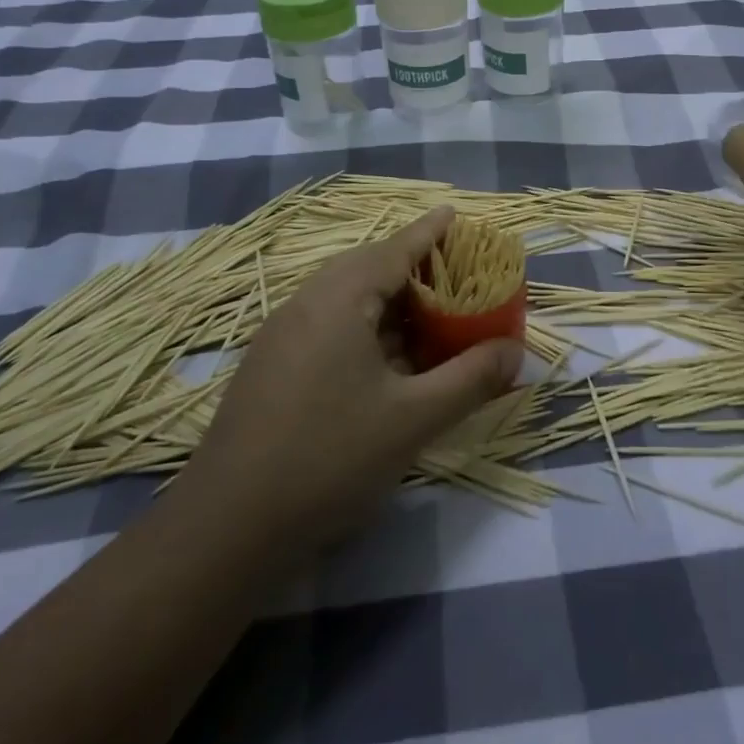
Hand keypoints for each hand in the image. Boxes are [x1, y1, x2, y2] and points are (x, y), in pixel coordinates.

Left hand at [174, 207, 523, 555]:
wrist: (227, 529)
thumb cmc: (329, 459)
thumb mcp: (414, 419)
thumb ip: (471, 378)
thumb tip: (517, 351)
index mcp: (338, 300)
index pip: (394, 249)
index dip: (429, 232)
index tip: (455, 213)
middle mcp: (306, 305)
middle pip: (368, 268)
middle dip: (413, 266)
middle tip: (455, 272)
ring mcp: (283, 337)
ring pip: (347, 300)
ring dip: (391, 302)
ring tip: (431, 313)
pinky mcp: (273, 368)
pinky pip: (330, 327)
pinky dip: (368, 329)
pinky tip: (390, 361)